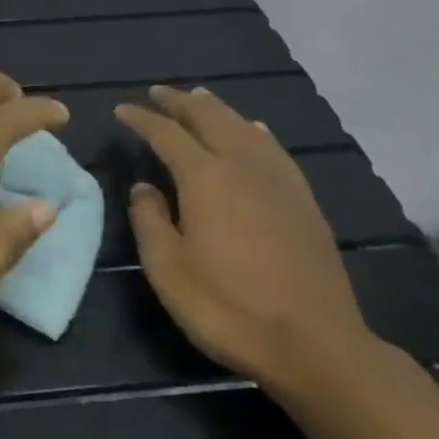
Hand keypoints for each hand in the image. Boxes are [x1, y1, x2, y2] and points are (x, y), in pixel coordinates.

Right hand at [115, 85, 377, 394]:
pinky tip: (253, 131)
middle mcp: (242, 165)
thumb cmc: (229, 307)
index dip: (141, 119)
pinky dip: (252, 130)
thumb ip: (149, 220)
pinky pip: (273, 147)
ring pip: (243, 126)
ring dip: (216, 109)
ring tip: (198, 99)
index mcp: (205, 177)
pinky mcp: (303, 200)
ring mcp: (278, 180)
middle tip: (157, 93)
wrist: (316, 345)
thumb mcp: (168, 269)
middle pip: (208, 117)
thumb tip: (144, 188)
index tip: (122, 110)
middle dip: (179, 101)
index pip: (166, 133)